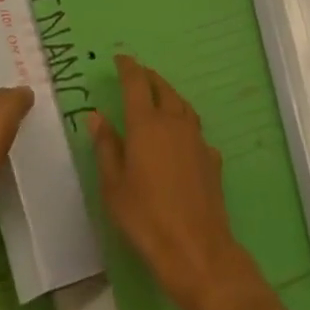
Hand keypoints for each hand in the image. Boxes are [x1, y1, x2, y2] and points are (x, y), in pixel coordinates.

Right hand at [89, 55, 263, 309]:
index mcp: (146, 123)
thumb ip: (106, 147)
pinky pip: (196, 131)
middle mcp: (173, 122)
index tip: (120, 59)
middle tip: (138, 75)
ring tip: (160, 98)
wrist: (197, 250)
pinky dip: (185, 125)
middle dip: (149, 77)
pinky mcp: (212, 159)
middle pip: (162, 88)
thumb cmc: (146, 218)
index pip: (136, 82)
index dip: (128, 67)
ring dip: (169, 95)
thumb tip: (97, 116)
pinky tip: (181, 139)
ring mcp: (196, 139)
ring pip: (182, 105)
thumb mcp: (114, 186)